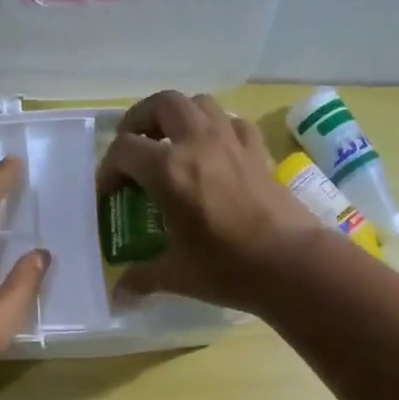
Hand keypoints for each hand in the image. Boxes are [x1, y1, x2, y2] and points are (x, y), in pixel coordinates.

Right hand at [96, 91, 321, 309]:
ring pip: (199, 104)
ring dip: (179, 116)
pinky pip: (233, 123)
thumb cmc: (227, 268)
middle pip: (162, 104)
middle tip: (134, 146)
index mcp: (169, 170)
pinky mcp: (258, 152)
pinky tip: (215, 153)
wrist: (290, 263)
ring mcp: (232, 142)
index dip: (108, 169)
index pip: (124, 149)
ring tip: (171, 144)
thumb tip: (119, 295)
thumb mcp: (177, 276)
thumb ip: (142, 278)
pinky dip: (217, 129)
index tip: (108, 193)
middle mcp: (197, 143)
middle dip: (140, 120)